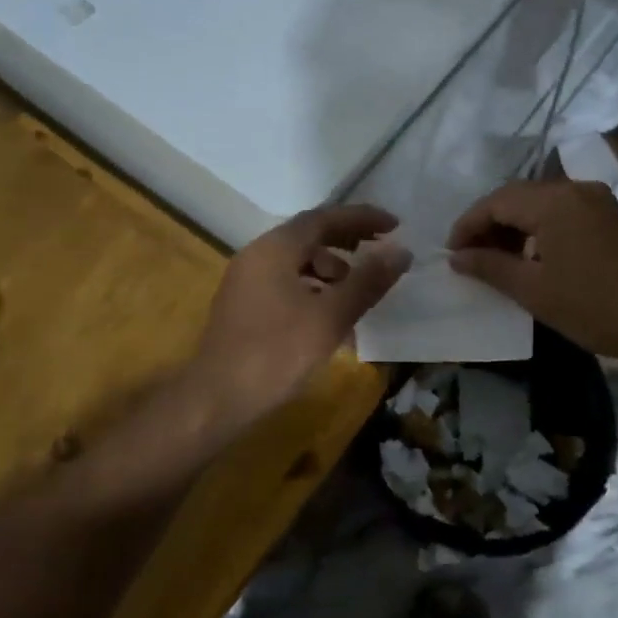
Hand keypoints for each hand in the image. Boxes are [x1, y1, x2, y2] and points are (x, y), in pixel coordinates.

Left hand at [190, 205, 410, 429]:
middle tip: (382, 252)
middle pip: (309, 236)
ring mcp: (246, 282)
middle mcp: (257, 255)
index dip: (362, 218)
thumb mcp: (330, 317)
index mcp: (275, 248)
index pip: (324, 218)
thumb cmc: (276, 353)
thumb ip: (367, 282)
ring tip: (360, 291)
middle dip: (348, 242)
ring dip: (332, 269)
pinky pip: (286, 283)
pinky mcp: (244, 307)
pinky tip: (331, 317)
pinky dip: (314, 289)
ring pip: (297, 262)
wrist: (217, 400)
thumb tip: (401, 251)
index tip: (395, 224)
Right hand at [447, 179, 617, 373]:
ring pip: (543, 205)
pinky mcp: (614, 219)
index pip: (496, 201)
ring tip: (498, 260)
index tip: (450, 253)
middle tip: (470, 257)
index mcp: (554, 200)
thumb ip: (490, 267)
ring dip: (516, 228)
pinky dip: (541, 230)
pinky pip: (565, 214)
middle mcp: (577, 189)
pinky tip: (535, 258)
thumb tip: (456, 257)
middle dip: (490, 224)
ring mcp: (600, 202)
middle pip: (519, 197)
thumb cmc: (594, 307)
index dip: (468, 225)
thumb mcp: (534, 290)